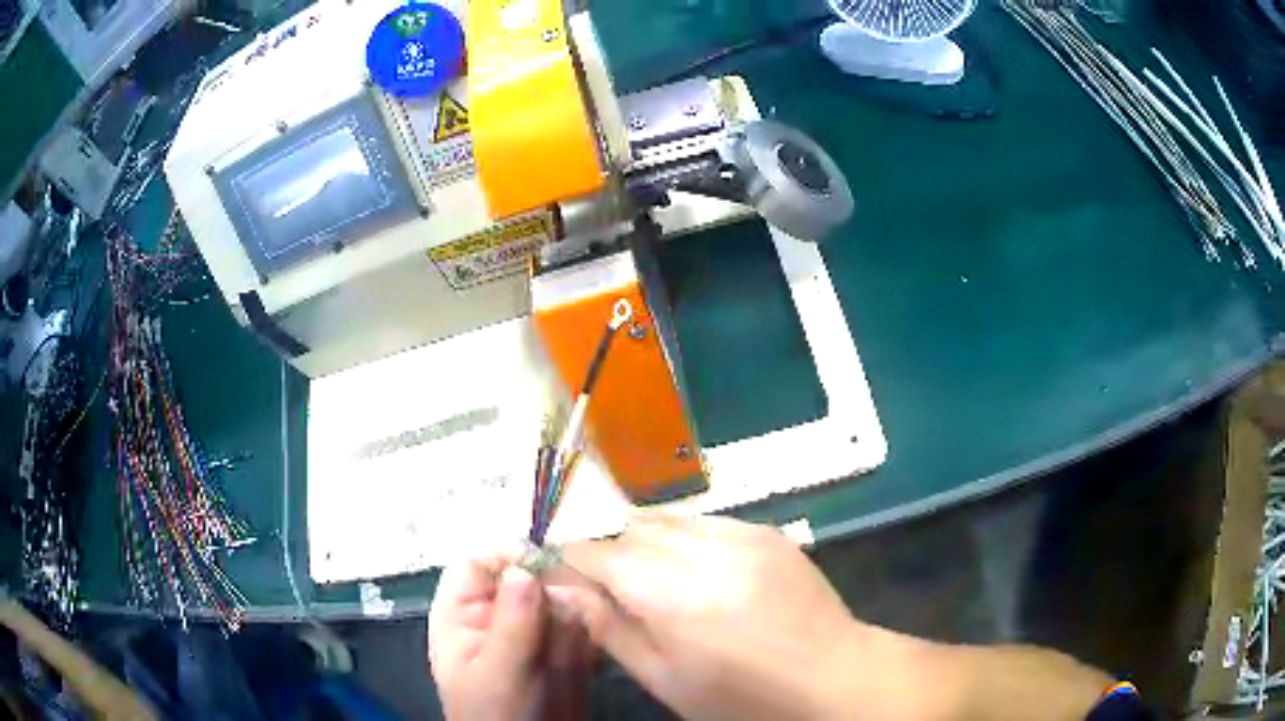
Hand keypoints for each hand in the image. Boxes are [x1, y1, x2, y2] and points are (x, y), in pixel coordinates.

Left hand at [429, 556, 592, 720]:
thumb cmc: (498, 715)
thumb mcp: (498, 671)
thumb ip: (511, 622)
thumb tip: (523, 569)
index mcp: (462, 615)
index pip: (478, 565)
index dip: (509, 559)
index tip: (547, 568)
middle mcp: (497, 617)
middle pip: (525, 579)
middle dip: (551, 594)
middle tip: (570, 612)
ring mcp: (530, 633)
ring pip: (557, 600)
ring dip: (572, 618)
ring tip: (570, 650)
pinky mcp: (561, 649)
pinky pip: (579, 625)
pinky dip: (587, 635)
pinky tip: (585, 657)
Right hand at [550, 514, 923, 720]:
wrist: (832, 674)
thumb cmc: (741, 695)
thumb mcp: (665, 679)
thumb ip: (610, 630)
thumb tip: (563, 591)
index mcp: (668, 593)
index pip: (596, 552)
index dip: (572, 560)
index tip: (564, 576)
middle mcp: (701, 549)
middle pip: (630, 528)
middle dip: (611, 550)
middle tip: (617, 587)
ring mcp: (740, 533)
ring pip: (668, 518)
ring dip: (649, 540)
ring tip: (659, 578)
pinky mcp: (767, 531)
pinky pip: (709, 520)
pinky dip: (688, 538)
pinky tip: (703, 571)